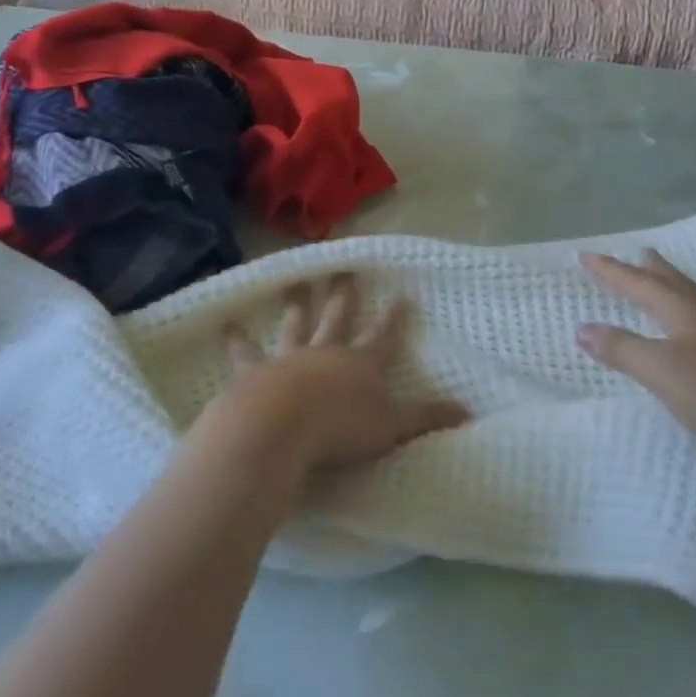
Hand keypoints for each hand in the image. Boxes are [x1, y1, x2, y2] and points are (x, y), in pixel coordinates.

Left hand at [216, 275, 468, 473]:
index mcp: (361, 365)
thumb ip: (427, 418)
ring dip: (296, 304)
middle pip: (338, 318)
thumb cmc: (341, 427)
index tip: (401, 294)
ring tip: (292, 281)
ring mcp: (289, 359)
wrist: (281, 426)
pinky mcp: (254, 372)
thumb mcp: (392, 426)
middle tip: (342, 269)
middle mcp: (327, 353)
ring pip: (295, 325)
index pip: (384, 336)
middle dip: (343, 294)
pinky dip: (236, 339)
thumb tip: (469, 412)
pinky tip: (226, 323)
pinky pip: (245, 352)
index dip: (393, 317)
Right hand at [577, 250, 695, 455]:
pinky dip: (692, 311)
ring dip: (674, 285)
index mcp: (681, 310)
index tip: (586, 255)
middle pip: (672, 282)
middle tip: (638, 251)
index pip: (637, 284)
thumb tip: (582, 328)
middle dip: (649, 269)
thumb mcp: (661, 371)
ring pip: (694, 298)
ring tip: (666, 279)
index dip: (610, 271)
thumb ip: (622, 349)